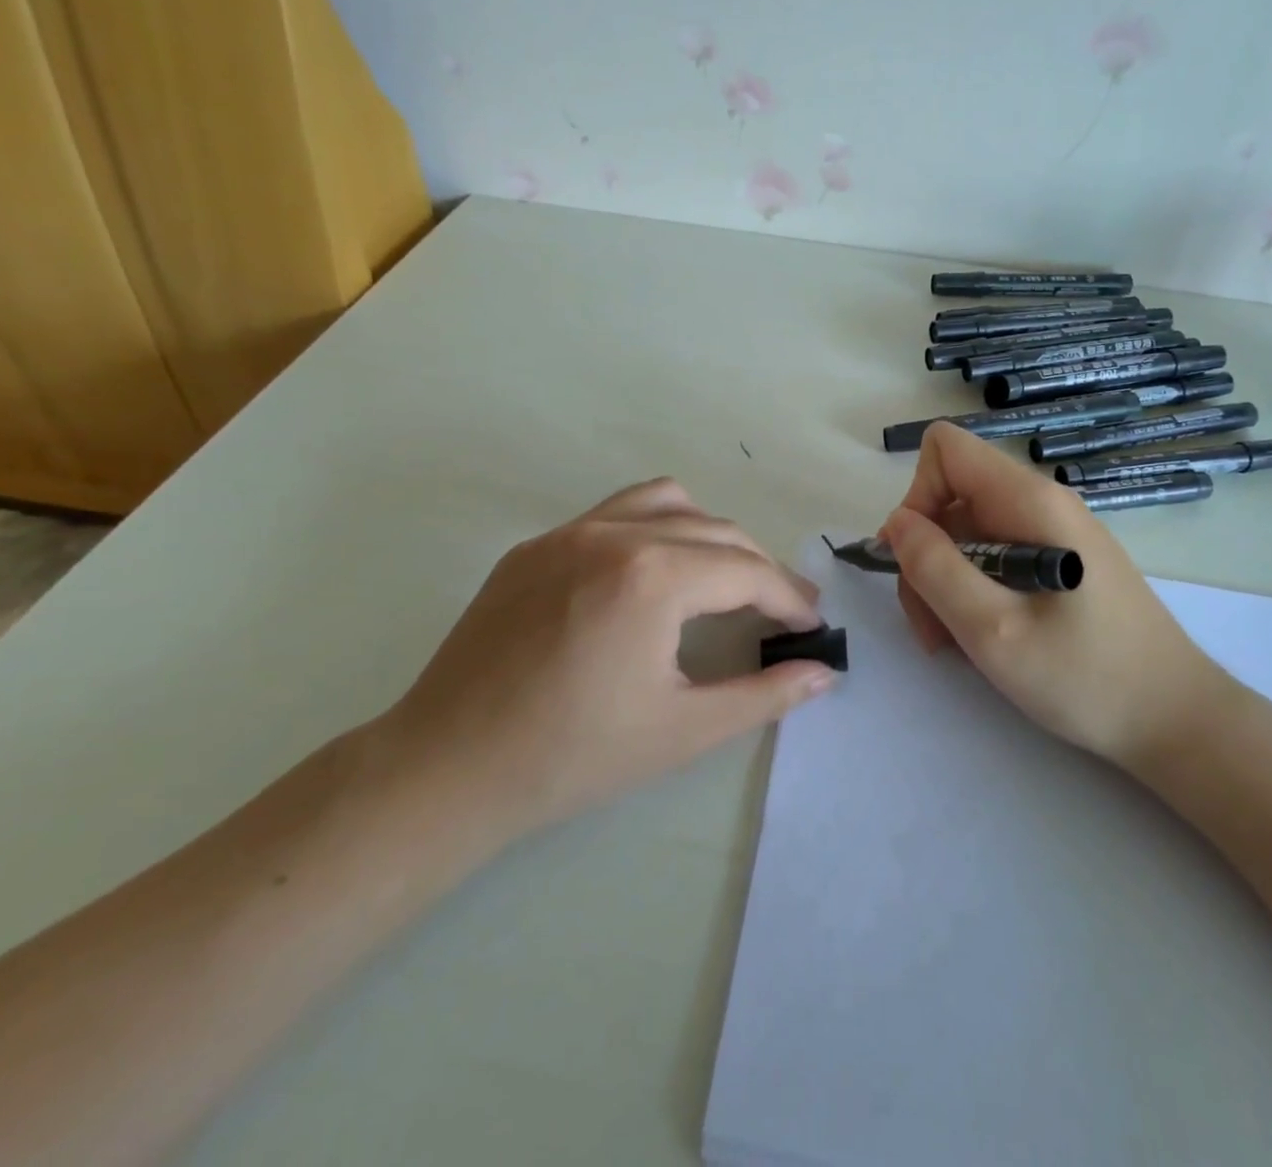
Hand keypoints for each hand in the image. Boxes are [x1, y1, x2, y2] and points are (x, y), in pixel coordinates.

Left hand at [385, 478, 834, 854]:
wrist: (447, 768)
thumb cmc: (572, 757)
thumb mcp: (683, 730)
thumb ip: (764, 694)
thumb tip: (824, 672)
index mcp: (653, 577)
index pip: (747, 571)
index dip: (789, 598)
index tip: (813, 624)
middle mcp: (615, 535)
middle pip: (716, 530)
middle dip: (759, 568)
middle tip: (781, 611)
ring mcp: (568, 533)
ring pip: (667, 503)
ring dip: (709, 534)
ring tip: (721, 580)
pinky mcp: (536, 546)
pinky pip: (614, 514)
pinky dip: (654, 529)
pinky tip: (651, 579)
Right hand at [879, 423, 1232, 771]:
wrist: (1177, 721)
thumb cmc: (1086, 677)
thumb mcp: (992, 629)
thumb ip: (934, 569)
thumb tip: (896, 523)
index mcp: (1028, 501)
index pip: (946, 449)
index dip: (917, 496)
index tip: (916, 559)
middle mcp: (1040, 503)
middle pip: (950, 498)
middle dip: (926, 556)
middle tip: (931, 625)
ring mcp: (1051, 533)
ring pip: (967, 533)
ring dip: (944, 582)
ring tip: (955, 643)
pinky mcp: (1058, 562)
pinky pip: (994, 557)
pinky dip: (973, 592)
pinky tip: (984, 638)